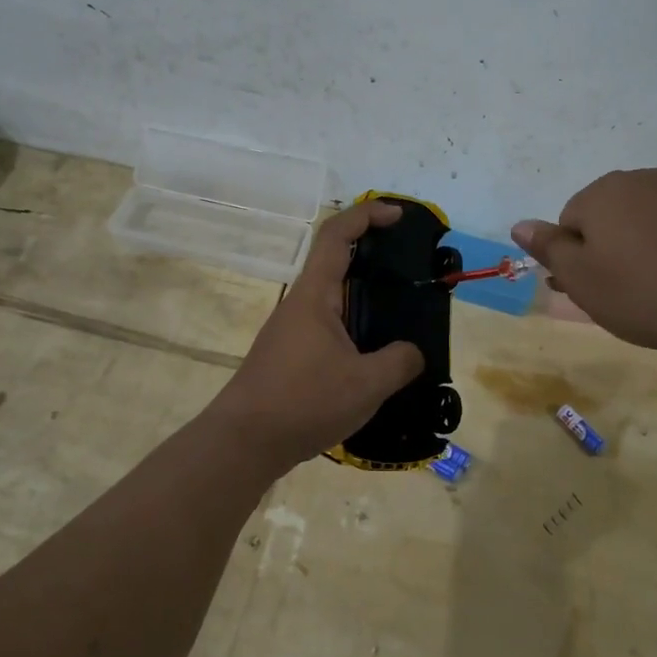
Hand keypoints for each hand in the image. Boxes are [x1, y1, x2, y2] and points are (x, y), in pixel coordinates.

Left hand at [206, 200, 424, 467]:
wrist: (244, 442)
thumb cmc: (303, 402)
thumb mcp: (366, 384)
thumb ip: (399, 362)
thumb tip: (412, 353)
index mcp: (315, 295)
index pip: (337, 234)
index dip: (367, 215)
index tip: (398, 216)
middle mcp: (301, 304)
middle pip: (335, 261)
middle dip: (372, 255)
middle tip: (410, 268)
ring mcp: (292, 330)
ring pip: (332, 298)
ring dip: (364, 296)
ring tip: (400, 315)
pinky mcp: (290, 355)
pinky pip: (329, 326)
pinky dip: (354, 326)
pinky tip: (374, 356)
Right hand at [512, 168, 656, 357]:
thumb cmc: (645, 292)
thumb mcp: (583, 278)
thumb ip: (548, 248)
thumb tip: (520, 224)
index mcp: (601, 193)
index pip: (568, 223)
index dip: (574, 261)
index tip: (590, 292)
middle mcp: (640, 181)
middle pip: (605, 219)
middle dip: (605, 253)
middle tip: (618, 297)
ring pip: (641, 225)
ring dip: (638, 253)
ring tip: (654, 294)